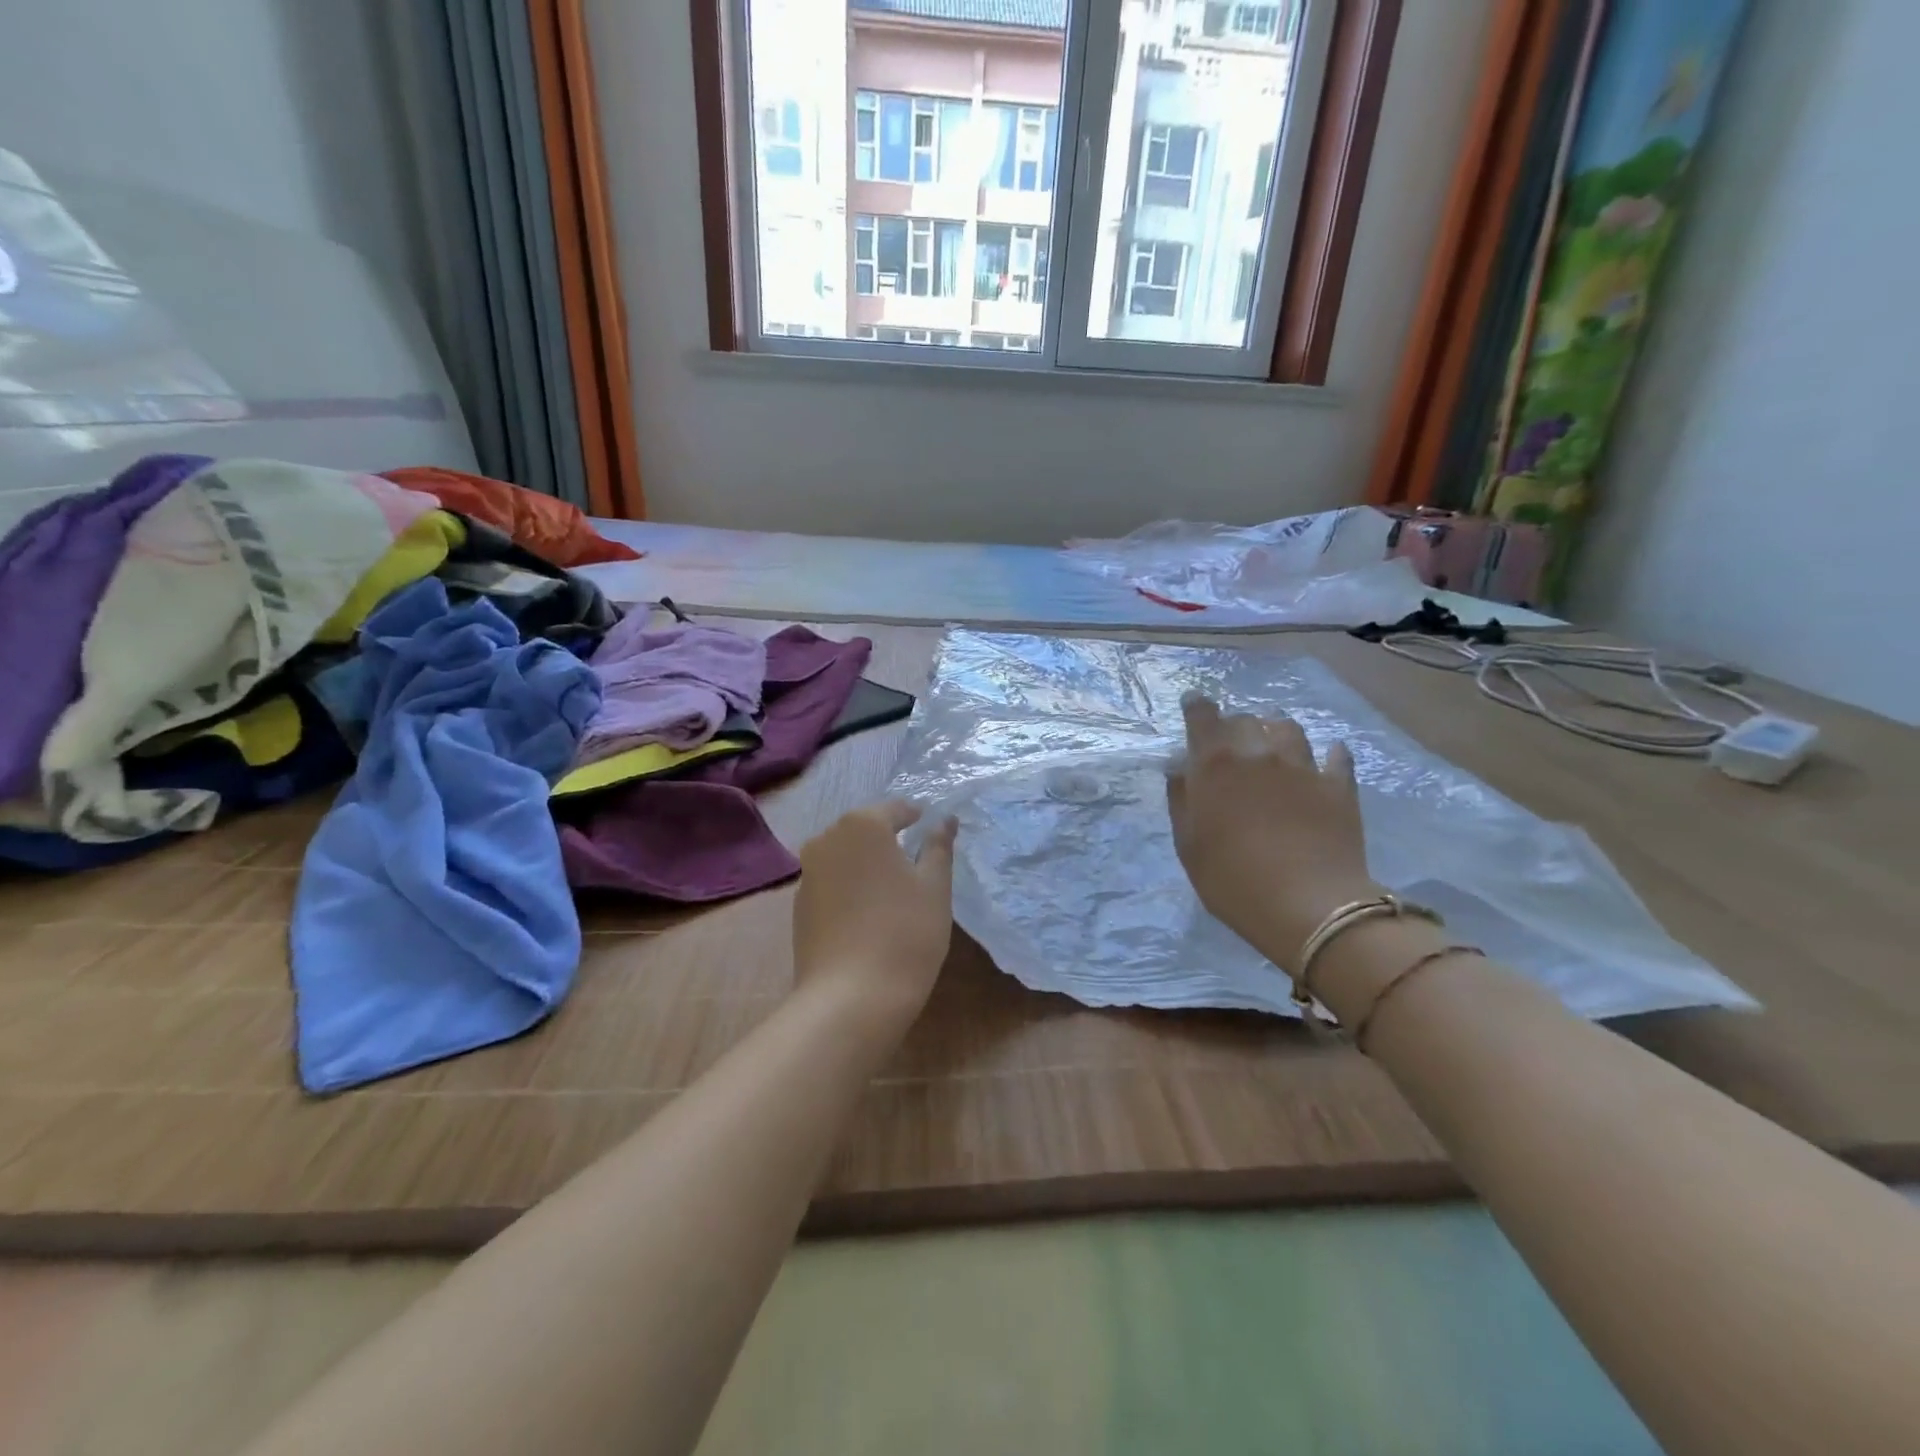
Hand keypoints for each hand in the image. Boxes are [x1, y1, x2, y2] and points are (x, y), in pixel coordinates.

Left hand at [792, 801, 957, 1030]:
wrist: (850, 997)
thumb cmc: (905, 932)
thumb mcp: (935, 887)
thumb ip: (938, 847)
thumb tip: (944, 820)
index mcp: (862, 825)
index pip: (895, 809)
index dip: (917, 817)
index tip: (932, 831)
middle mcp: (827, 839)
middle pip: (865, 829)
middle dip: (889, 840)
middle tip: (916, 862)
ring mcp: (808, 874)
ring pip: (845, 857)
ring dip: (867, 865)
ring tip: (893, 890)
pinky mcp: (799, 907)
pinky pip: (831, 884)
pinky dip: (850, 889)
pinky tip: (868, 915)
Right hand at [1167, 693, 1378, 969]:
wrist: (1308, 906)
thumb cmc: (1233, 880)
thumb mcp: (1188, 845)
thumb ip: (1181, 799)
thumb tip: (1179, 766)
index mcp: (1215, 764)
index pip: (1202, 716)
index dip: (1196, 706)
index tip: (1193, 705)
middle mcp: (1258, 753)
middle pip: (1245, 720)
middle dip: (1234, 725)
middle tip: (1230, 743)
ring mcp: (1303, 767)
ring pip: (1288, 728)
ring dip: (1275, 731)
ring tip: (1273, 744)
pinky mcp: (1338, 786)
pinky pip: (1336, 757)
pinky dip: (1328, 753)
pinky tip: (1327, 758)